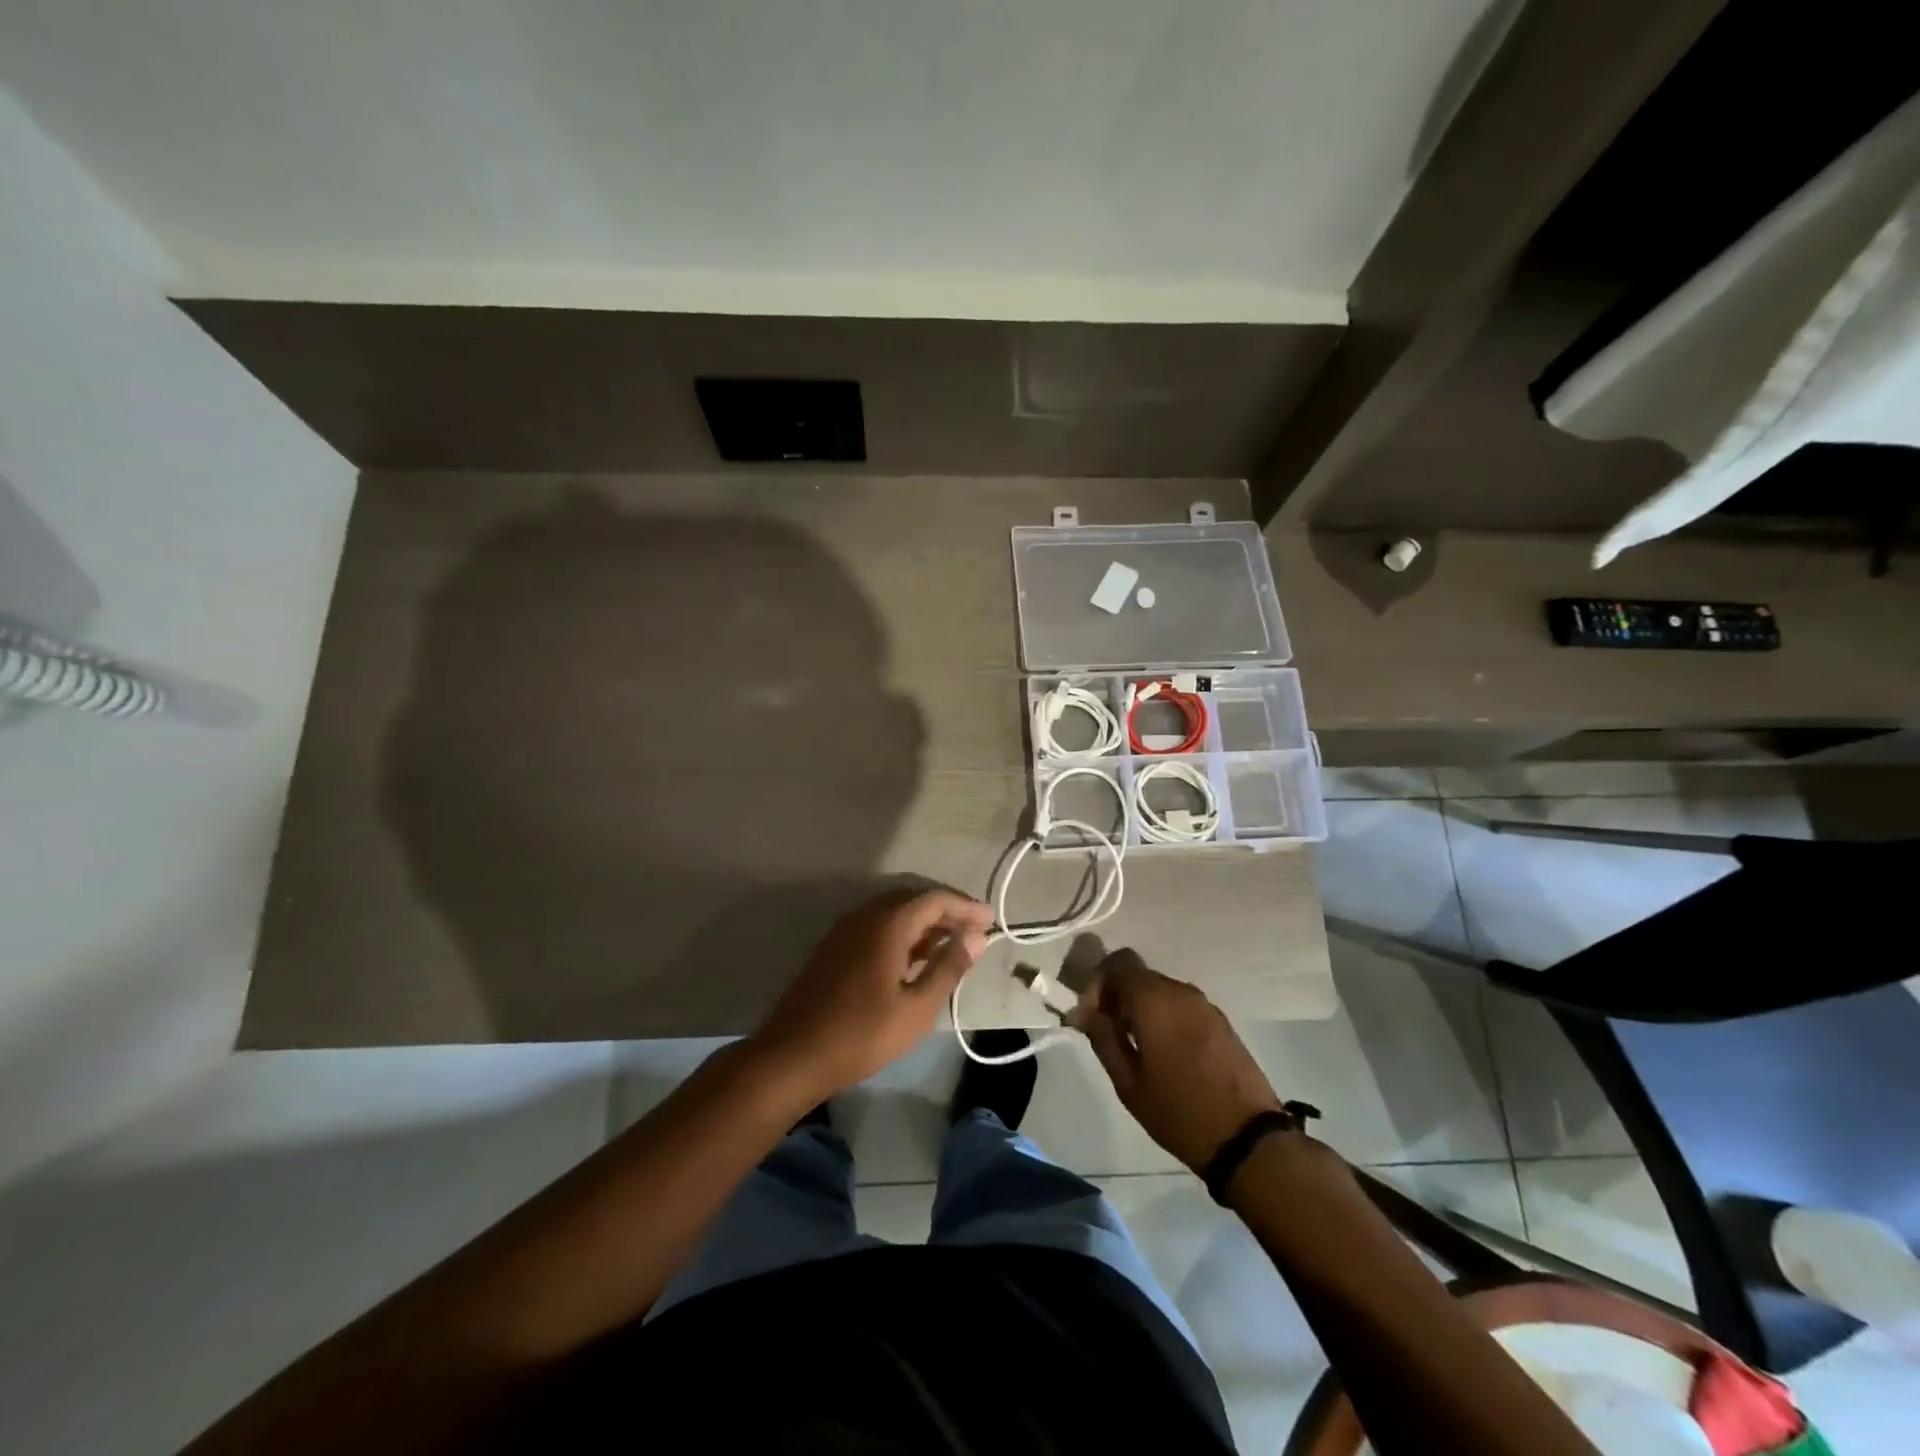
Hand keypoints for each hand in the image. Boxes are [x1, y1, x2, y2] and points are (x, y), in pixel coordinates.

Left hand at [751, 887, 993, 1099]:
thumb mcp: (917, 1008)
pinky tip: (916, 958)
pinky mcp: (835, 948)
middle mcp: (865, 916)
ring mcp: (846, 931)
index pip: (935, 899)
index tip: (992, 921)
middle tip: (975, 932)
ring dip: (925, 923)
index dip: (966, 906)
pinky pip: (878, 926)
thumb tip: (977, 937)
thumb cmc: (862, 1035)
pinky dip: (904, 933)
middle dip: (947, 912)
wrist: (792, 1056)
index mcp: (887, 924)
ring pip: (894, 912)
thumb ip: (949, 967)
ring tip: (952, 945)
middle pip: (914, 900)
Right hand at [1071, 949, 1283, 1171]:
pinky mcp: (1221, 1022)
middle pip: (1139, 976)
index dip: (1097, 982)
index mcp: (1153, 999)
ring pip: (1161, 991)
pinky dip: (1165, 1017)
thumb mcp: (1128, 1082)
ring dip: (1142, 1008)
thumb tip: (1082, 1011)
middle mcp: (1180, 991)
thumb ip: (1103, 1038)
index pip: (1118, 962)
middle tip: (1108, 1033)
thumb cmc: (1179, 1111)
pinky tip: (1166, 1054)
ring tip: (1136, 1048)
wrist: (1248, 1139)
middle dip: (1118, 997)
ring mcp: (1205, 1005)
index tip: (1091, 1016)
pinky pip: (1182, 1006)